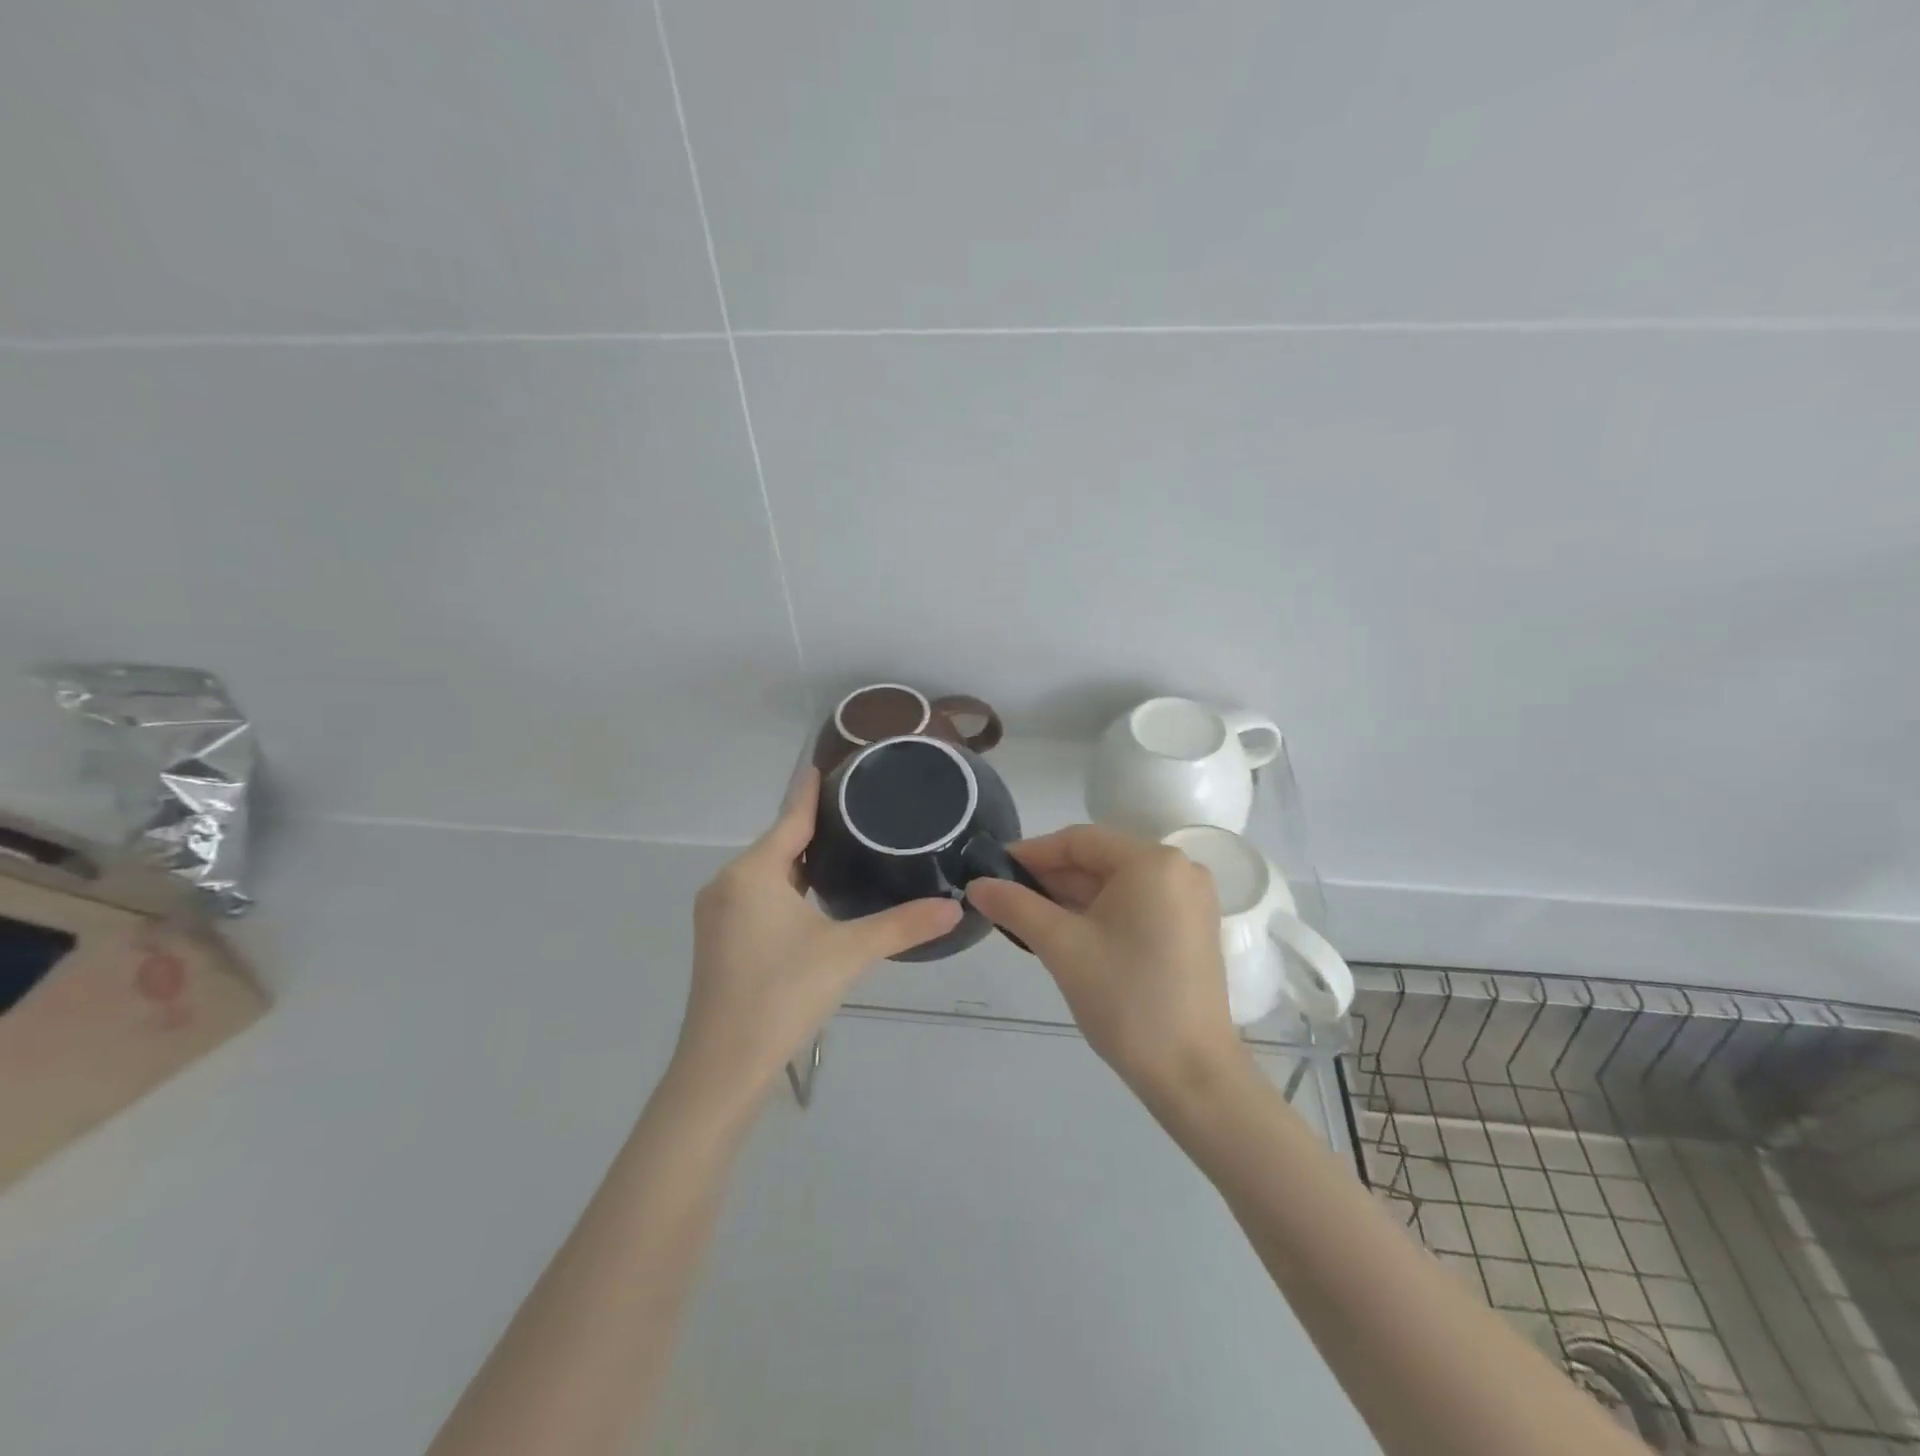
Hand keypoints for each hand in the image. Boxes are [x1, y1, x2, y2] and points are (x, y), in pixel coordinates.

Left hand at [676, 769, 962, 1098]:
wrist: (722, 1068)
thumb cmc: (782, 995)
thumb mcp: (848, 954)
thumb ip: (902, 925)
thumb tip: (955, 907)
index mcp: (752, 874)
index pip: (789, 818)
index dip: (810, 792)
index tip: (826, 766)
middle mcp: (728, 884)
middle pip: (776, 844)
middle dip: (812, 827)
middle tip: (857, 811)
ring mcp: (719, 915)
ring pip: (766, 873)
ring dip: (799, 860)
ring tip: (844, 848)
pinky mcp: (720, 941)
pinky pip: (757, 896)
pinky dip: (786, 887)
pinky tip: (813, 898)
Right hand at [966, 825, 1246, 1106]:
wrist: (1192, 1074)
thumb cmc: (1125, 999)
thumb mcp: (1062, 947)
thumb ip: (1016, 906)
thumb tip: (977, 884)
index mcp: (1152, 862)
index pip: (1080, 840)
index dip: (1032, 852)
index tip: (993, 870)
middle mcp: (1178, 869)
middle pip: (1099, 860)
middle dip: (1050, 878)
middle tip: (1004, 897)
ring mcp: (1189, 901)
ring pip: (1116, 885)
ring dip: (1071, 897)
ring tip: (1025, 916)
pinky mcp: (1190, 929)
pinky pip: (1135, 905)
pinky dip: (1098, 914)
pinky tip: (1064, 931)